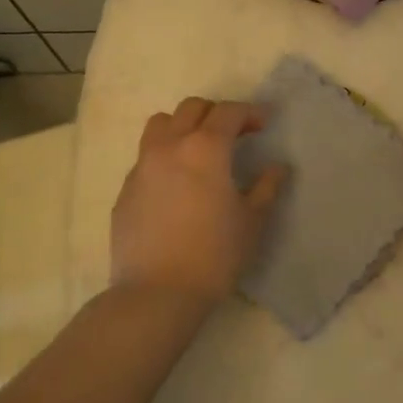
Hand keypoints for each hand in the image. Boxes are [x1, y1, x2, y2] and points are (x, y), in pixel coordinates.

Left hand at [111, 97, 286, 308]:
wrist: (157, 293)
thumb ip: (267, 187)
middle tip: (235, 134)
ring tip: (199, 150)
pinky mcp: (125, 191)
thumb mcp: (253, 221)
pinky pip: (146, 158)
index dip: (250, 113)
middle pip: (191, 108)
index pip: (228, 112)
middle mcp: (169, 147)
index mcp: (205, 149)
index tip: (264, 124)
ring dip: (183, 126)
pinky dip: (165, 157)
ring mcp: (142, 167)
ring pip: (160, 125)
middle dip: (216, 114)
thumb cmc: (215, 254)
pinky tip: (177, 186)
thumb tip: (277, 168)